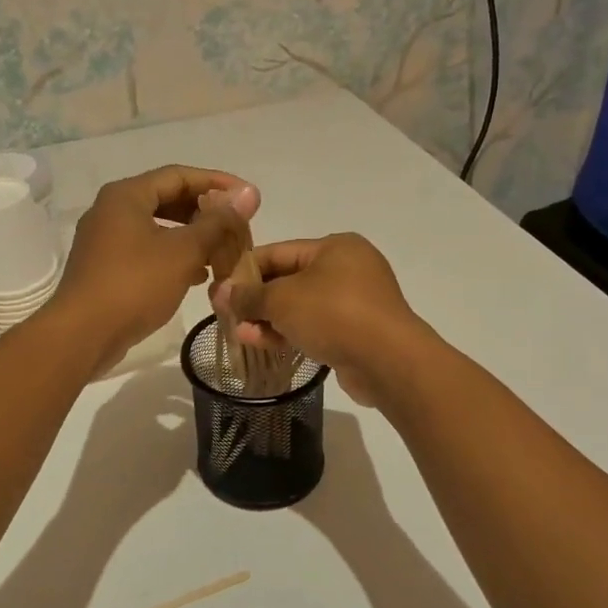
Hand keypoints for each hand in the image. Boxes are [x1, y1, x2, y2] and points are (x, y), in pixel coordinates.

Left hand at [53, 165, 258, 372]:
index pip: (179, 175)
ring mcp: (105, 241)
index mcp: (126, 195)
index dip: (217, 184)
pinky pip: (147, 252)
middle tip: (236, 228)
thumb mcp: (183, 251)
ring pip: (158, 229)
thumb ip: (217, 222)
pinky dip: (173, 258)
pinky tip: (197, 276)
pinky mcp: (105, 268)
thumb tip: (249, 193)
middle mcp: (111, 210)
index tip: (248, 198)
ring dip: (192, 238)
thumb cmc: (134, 285)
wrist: (82, 335)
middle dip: (205, 213)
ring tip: (222, 253)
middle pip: (167, 200)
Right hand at [209, 233, 427, 405]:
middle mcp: (348, 268)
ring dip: (269, 319)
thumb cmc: (334, 314)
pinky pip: (315, 327)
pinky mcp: (357, 332)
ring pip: (301, 307)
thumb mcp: (283, 299)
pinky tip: (262, 343)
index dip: (245, 269)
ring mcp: (355, 302)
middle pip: (289, 280)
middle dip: (256, 298)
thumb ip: (249, 295)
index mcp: (334, 247)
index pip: (279, 252)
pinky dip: (290, 333)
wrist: (388, 361)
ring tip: (239, 333)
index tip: (218, 286)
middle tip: (225, 313)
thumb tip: (220, 292)